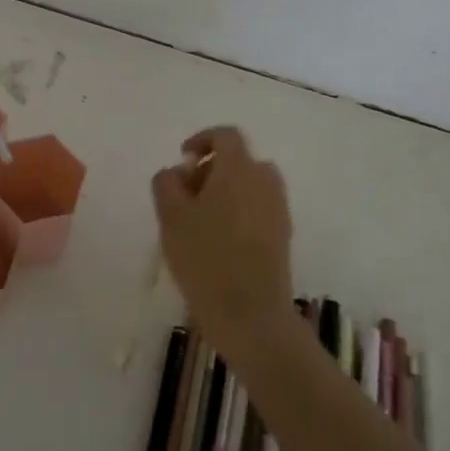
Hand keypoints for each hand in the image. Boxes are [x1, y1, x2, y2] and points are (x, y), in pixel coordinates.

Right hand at [151, 126, 295, 356]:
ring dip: (225, 191)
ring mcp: (278, 209)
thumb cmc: (205, 258)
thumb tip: (177, 171)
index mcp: (239, 169)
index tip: (182, 160)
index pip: (226, 135)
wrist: (250, 315)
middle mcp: (264, 181)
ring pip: (249, 185)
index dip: (202, 140)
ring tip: (199, 220)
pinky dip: (239, 211)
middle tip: (185, 195)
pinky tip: (218, 241)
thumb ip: (166, 183)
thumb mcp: (170, 217)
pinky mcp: (283, 235)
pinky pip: (258, 208)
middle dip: (210, 169)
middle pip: (239, 160)